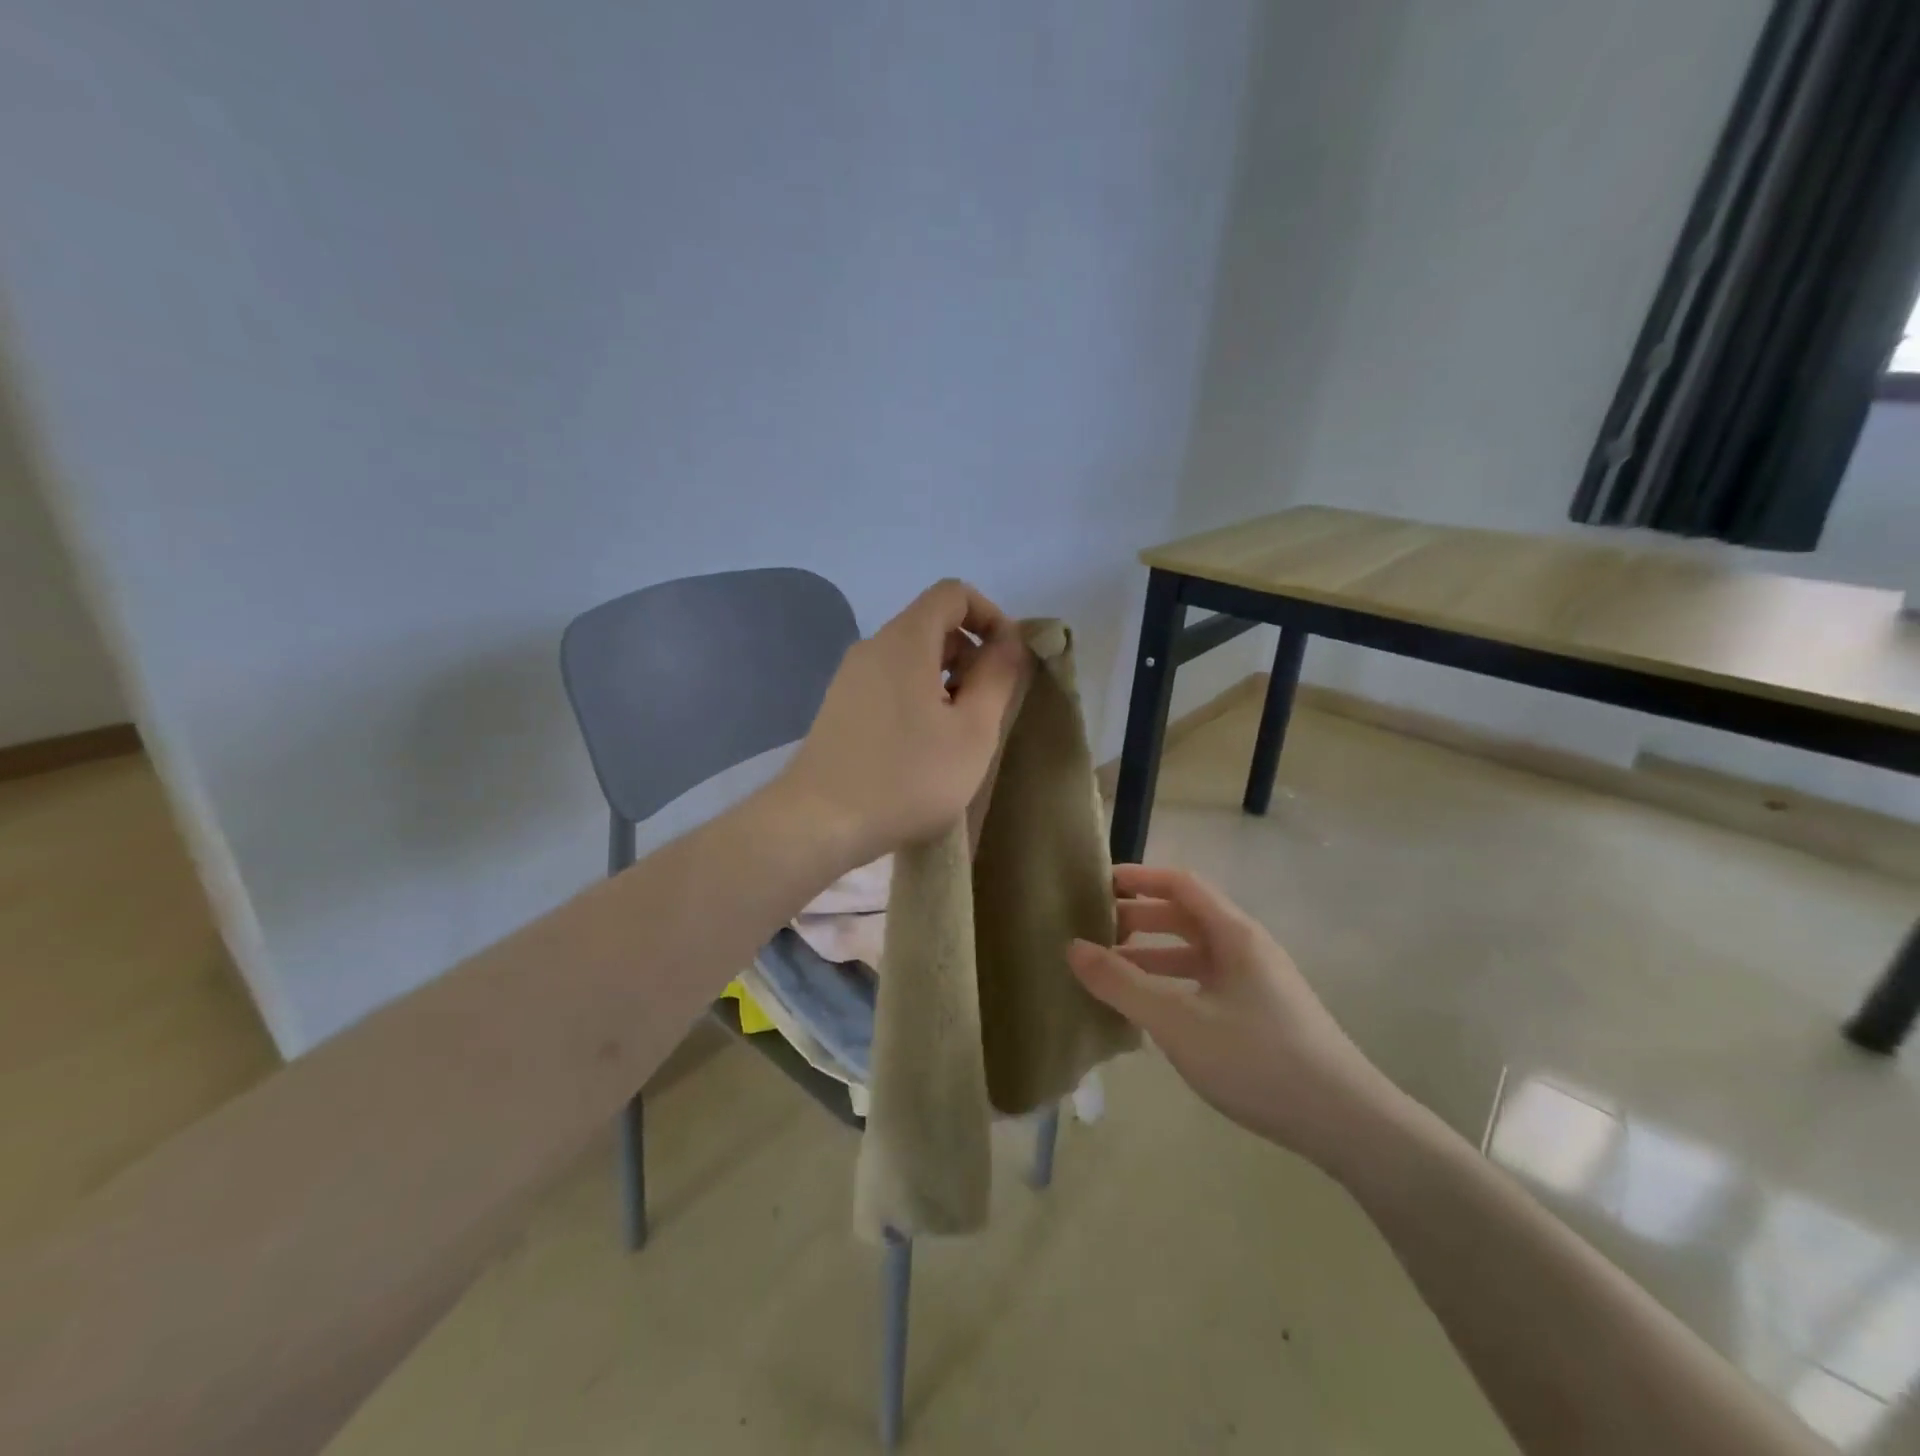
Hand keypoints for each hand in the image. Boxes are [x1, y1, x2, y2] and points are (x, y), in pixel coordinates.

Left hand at [782, 579, 1028, 867]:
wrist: (818, 823)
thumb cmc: (907, 777)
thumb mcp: (972, 731)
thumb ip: (998, 678)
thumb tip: (1010, 642)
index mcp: (905, 641)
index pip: (953, 593)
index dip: (990, 615)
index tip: (1008, 660)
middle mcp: (873, 648)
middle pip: (932, 625)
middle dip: (971, 654)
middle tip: (989, 707)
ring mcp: (850, 678)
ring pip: (911, 659)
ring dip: (946, 681)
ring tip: (959, 734)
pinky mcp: (839, 708)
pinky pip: (889, 684)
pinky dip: (918, 697)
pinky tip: (924, 748)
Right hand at [1067, 865, 1399, 1163]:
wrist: (1346, 1122)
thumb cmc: (1258, 1059)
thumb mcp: (1178, 1022)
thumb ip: (1122, 984)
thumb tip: (1072, 948)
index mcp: (1234, 934)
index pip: (1181, 885)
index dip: (1140, 878)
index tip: (1099, 884)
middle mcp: (1248, 949)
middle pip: (1187, 917)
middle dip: (1140, 919)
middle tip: (1096, 931)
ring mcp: (1258, 984)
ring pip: (1196, 954)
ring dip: (1154, 956)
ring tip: (1112, 972)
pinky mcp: (1263, 1015)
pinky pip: (1207, 984)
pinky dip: (1173, 985)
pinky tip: (1152, 1013)